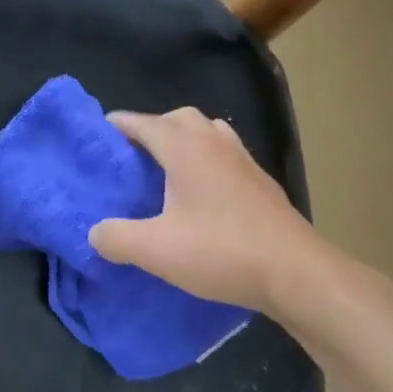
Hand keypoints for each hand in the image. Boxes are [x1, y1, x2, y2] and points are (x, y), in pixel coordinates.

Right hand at [88, 108, 392, 331]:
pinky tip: (201, 194)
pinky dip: (206, 159)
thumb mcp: (156, 250)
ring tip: (166, 171)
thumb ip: (116, 238)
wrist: (297, 273)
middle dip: (152, 129)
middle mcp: (214, 142)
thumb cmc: (222, 252)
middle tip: (132, 157)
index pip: (143, 123)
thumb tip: (95, 232)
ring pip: (207, 132)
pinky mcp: (261, 182)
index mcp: (185, 148)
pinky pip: (225, 154)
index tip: (96, 135)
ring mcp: (243, 159)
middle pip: (177, 118)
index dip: (117, 126)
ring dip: (184, 141)